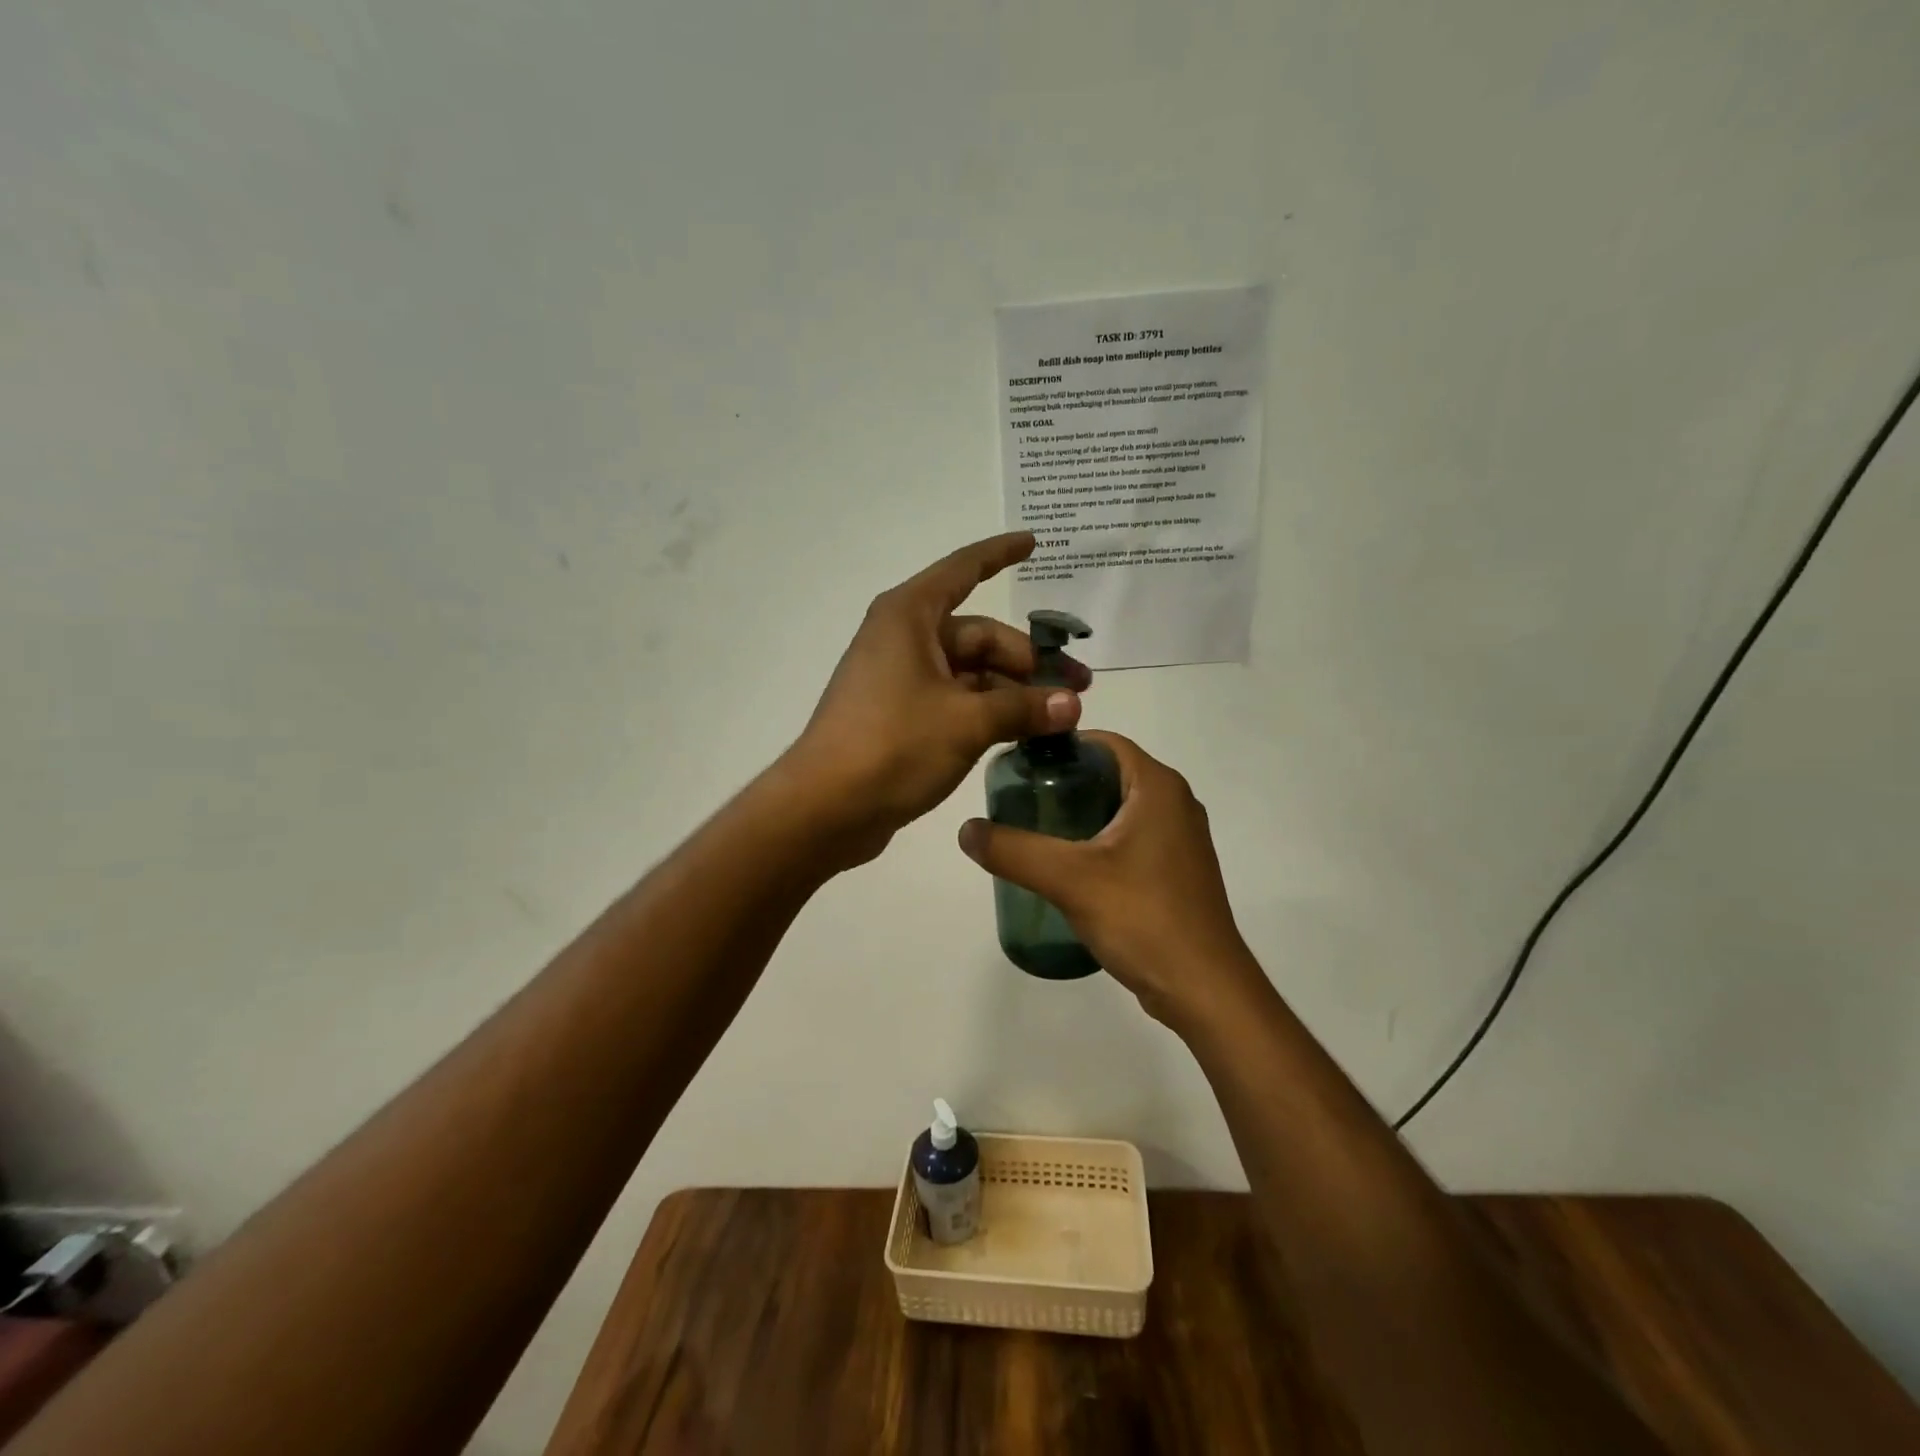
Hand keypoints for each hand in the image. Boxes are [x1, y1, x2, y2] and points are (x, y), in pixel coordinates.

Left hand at [779, 533, 1089, 866]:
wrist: (826, 808)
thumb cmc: (893, 746)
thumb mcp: (967, 722)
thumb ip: (1023, 708)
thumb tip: (1072, 705)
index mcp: (910, 617)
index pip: (963, 570)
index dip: (1000, 554)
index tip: (1035, 543)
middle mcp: (903, 639)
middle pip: (978, 636)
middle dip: (1028, 661)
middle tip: (1078, 689)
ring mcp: (900, 679)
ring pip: (969, 673)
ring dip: (1013, 693)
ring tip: (1059, 718)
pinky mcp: (900, 716)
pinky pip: (954, 701)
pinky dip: (987, 712)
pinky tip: (1022, 734)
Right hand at [957, 733, 1265, 1029]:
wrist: (1203, 989)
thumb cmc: (1142, 918)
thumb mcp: (1068, 879)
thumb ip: (1013, 850)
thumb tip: (966, 829)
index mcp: (1158, 786)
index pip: (1103, 743)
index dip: (1060, 749)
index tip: (1019, 767)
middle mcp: (1175, 803)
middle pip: (1109, 774)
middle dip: (1064, 784)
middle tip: (1019, 802)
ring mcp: (1180, 839)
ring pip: (1120, 809)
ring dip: (1079, 815)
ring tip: (1034, 833)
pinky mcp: (1177, 871)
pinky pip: (1131, 839)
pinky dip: (1098, 842)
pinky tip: (1068, 869)